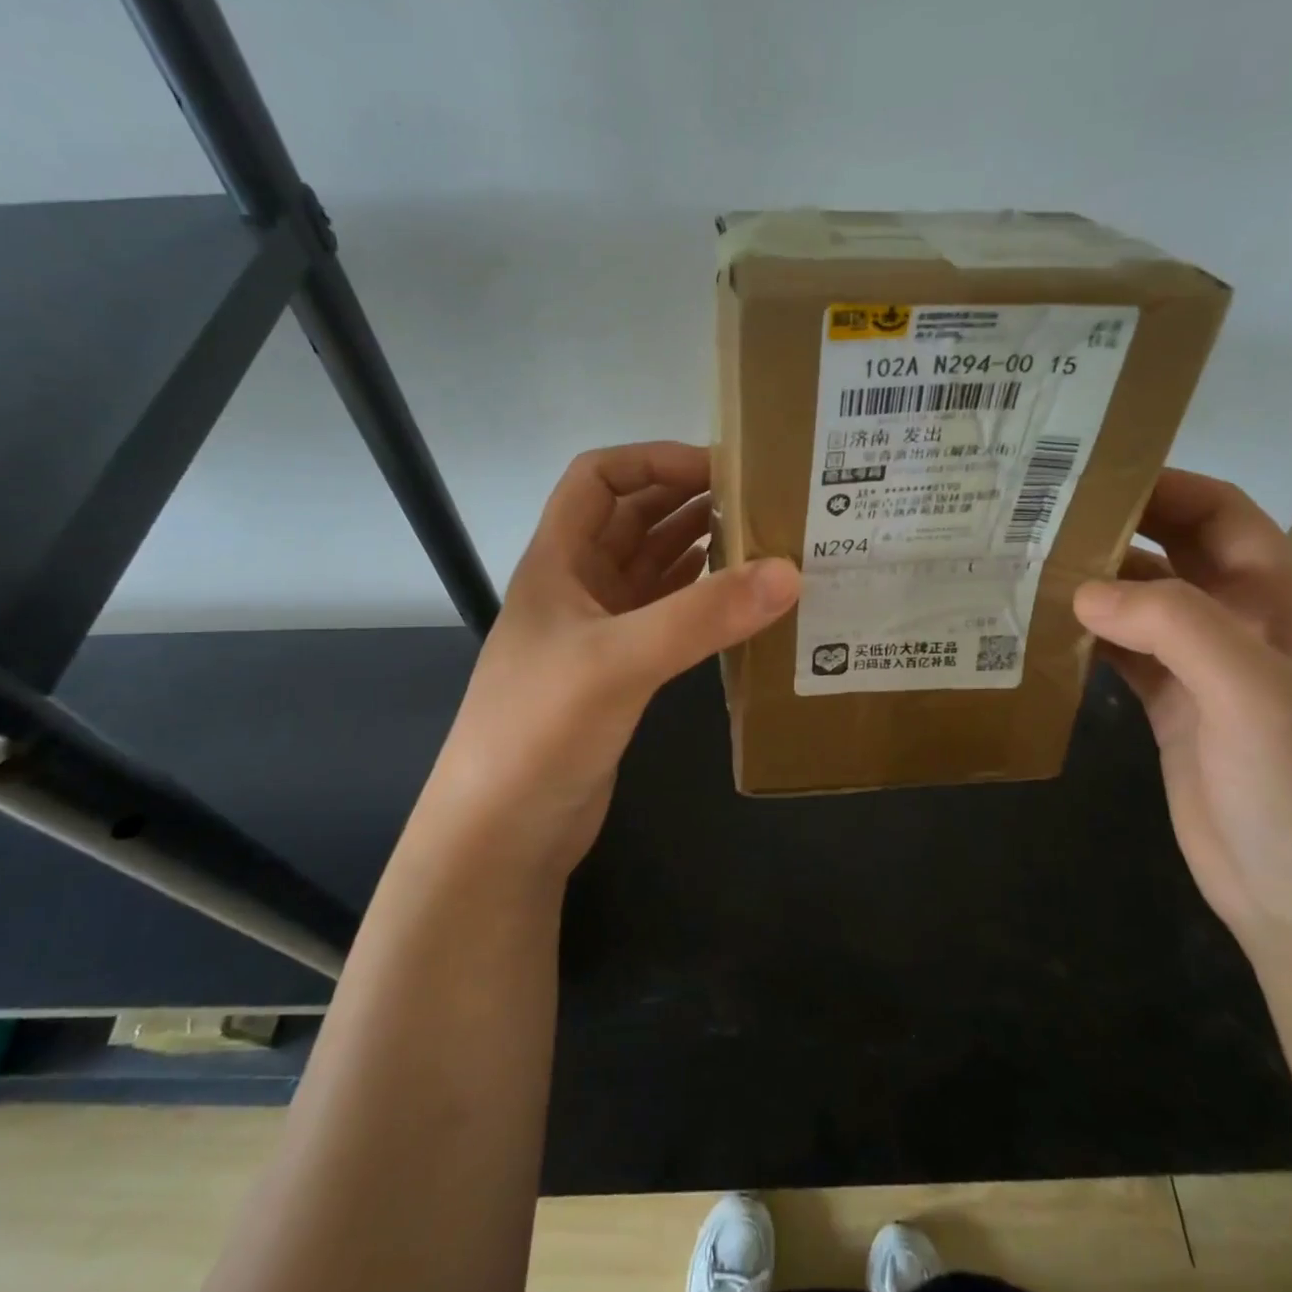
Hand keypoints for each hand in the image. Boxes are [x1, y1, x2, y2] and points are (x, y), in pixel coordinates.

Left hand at [417, 442, 798, 880]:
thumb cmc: (540, 729)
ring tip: (763, 541)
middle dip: (688, 499)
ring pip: (652, 568)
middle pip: (633, 518)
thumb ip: (703, 616)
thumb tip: (789, 572)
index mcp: (558, 561)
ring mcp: (598, 632)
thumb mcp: (620, 661)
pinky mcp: (618, 673)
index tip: (721, 468)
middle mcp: (577, 586)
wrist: (502, 831)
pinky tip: (740, 600)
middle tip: (760, 500)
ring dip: (699, 548)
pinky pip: (665, 616)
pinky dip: (700, 600)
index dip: (654, 460)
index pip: (598, 478)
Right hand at [1072, 470, 1291, 954]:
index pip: (1222, 516)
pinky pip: (1124, 658)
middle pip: (1174, 556)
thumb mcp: (1254, 693)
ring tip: (1025, 571)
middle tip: (1038, 520)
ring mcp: (1205, 675)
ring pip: (1141, 609)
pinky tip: (1042, 635)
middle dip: (1116, 531)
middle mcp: (1241, 628)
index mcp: (1279, 603)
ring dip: (1093, 589)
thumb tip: (1082, 592)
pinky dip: (1086, 641)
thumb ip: (1173, 626)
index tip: (1091, 476)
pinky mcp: (1173, 714)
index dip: (1167, 487)